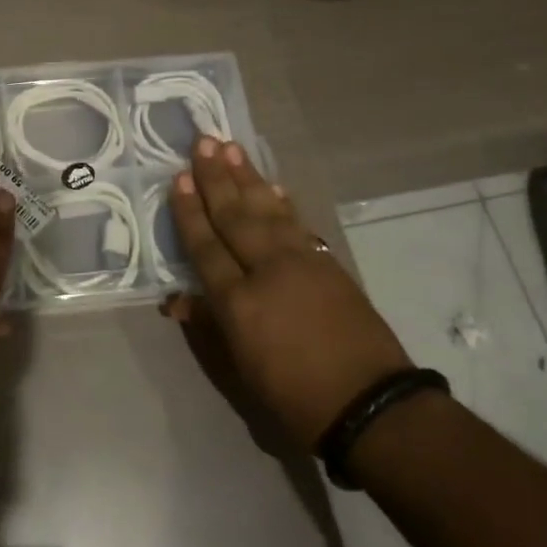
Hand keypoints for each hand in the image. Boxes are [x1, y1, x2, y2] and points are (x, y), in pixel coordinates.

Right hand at [164, 137, 410, 449]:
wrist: (371, 405)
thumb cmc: (294, 397)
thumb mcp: (240, 370)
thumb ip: (208, 327)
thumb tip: (176, 300)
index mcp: (239, 302)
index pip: (206, 246)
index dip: (191, 212)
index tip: (180, 178)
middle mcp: (267, 271)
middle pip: (236, 216)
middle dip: (217, 178)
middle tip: (204, 141)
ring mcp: (302, 263)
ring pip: (268, 210)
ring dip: (248, 177)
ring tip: (232, 148)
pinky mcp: (328, 264)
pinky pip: (296, 223)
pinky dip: (282, 202)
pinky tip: (273, 186)